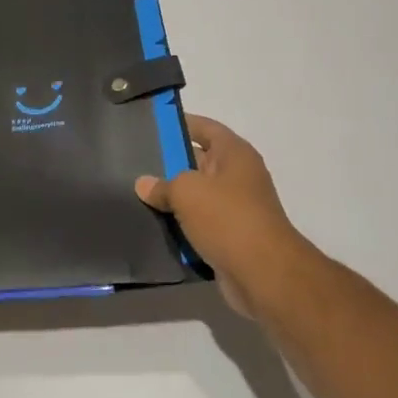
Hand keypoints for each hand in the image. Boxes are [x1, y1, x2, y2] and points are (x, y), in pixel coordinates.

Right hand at [135, 114, 311, 318]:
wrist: (262, 273)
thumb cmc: (227, 218)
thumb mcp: (186, 191)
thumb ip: (162, 184)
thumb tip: (145, 184)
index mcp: (235, 154)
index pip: (205, 128)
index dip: (180, 124)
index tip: (151, 125)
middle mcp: (238, 177)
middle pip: (199, 161)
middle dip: (169, 163)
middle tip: (134, 162)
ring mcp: (236, 208)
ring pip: (196, 196)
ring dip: (172, 198)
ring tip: (137, 194)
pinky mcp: (230, 236)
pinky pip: (198, 223)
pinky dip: (180, 225)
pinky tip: (153, 225)